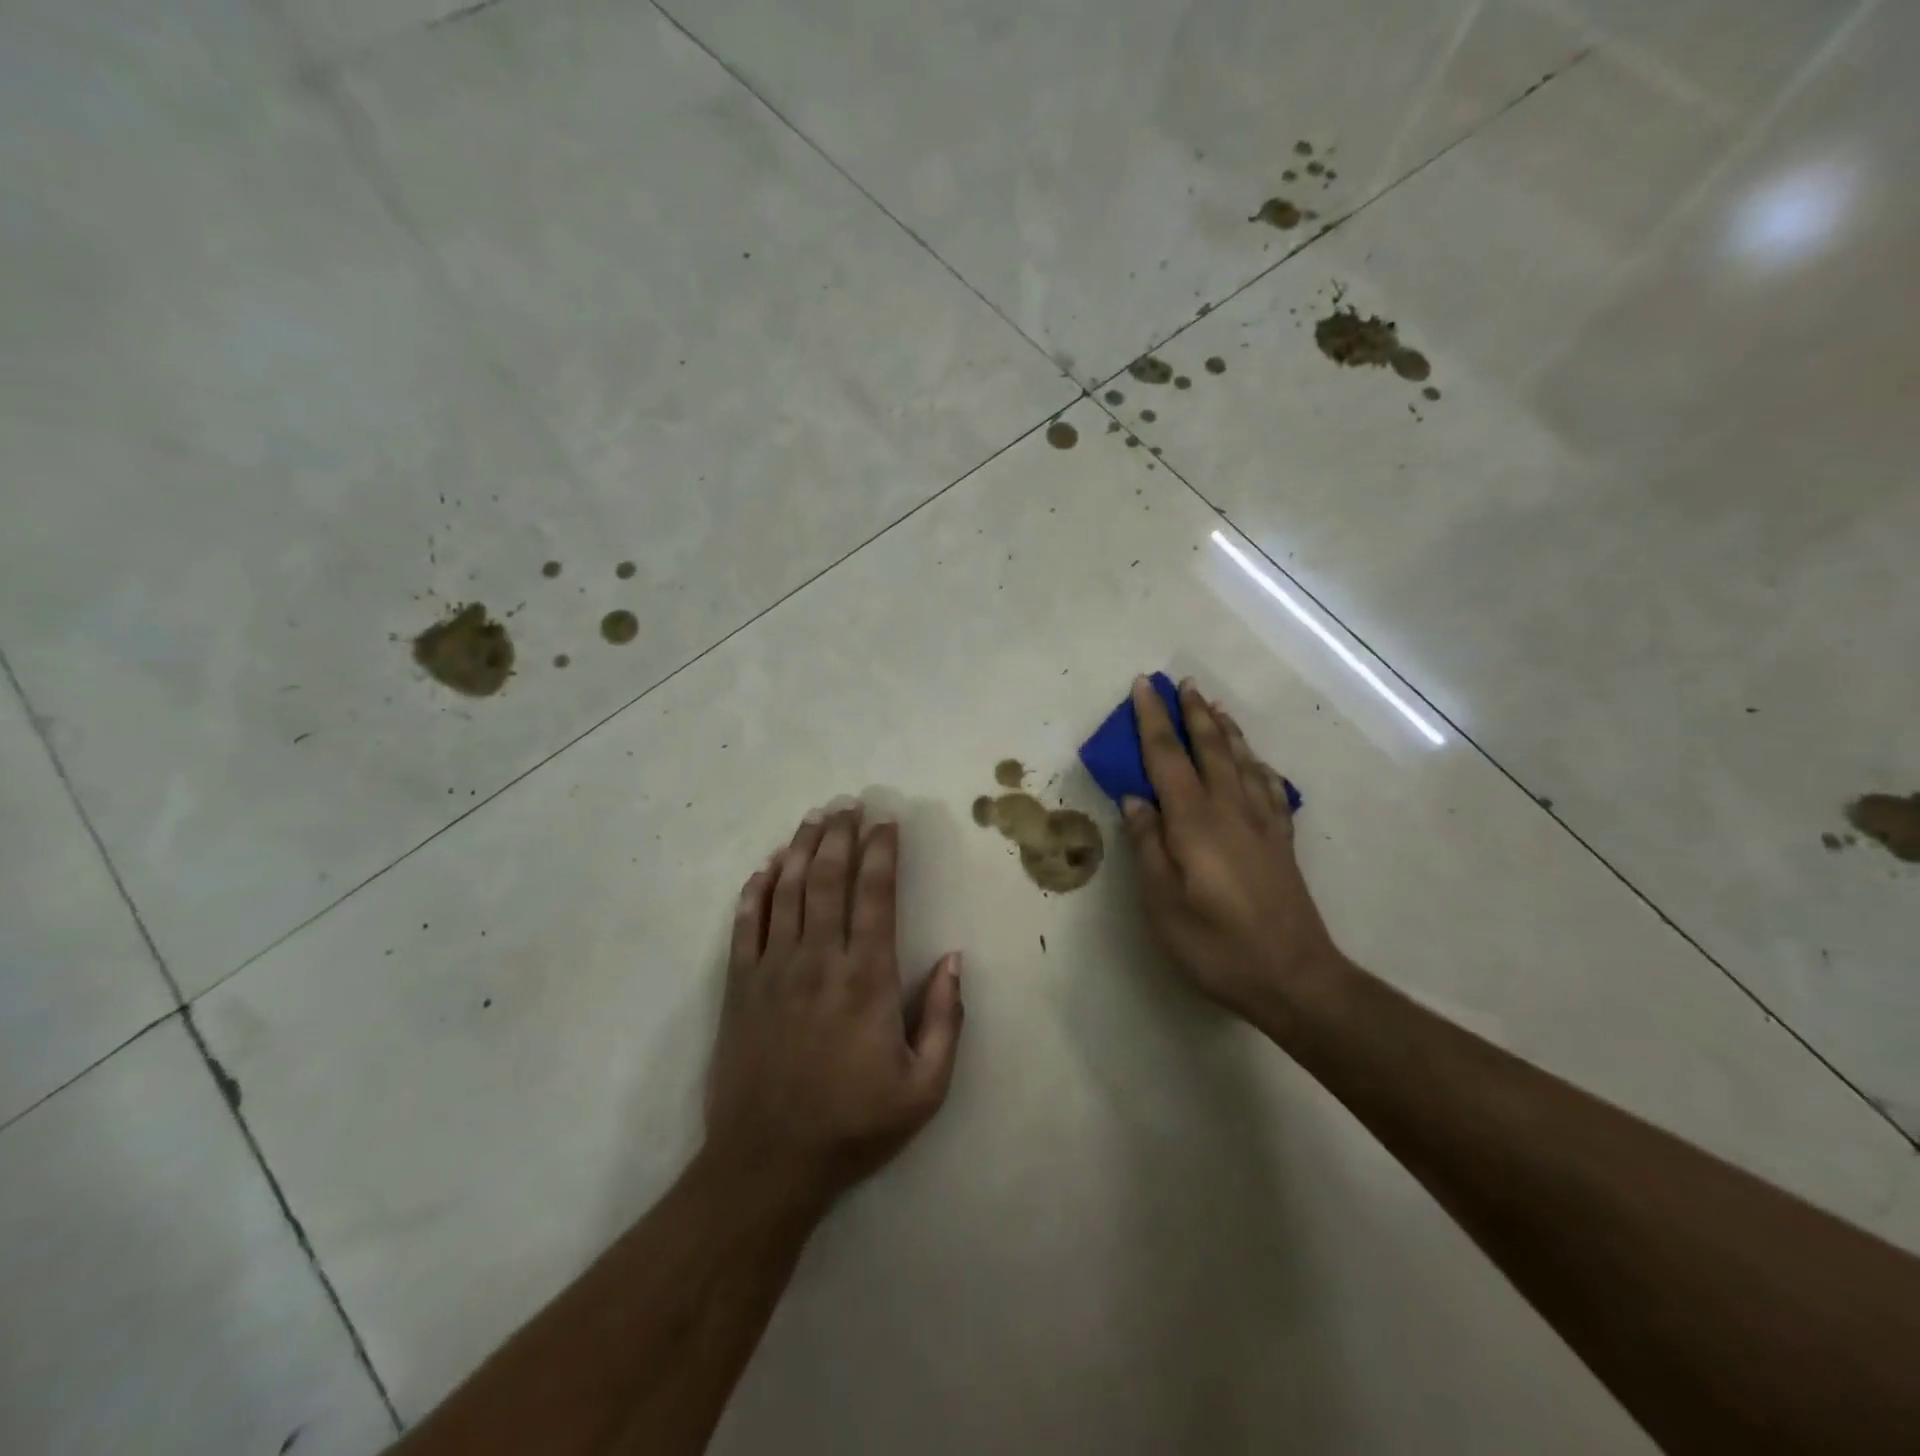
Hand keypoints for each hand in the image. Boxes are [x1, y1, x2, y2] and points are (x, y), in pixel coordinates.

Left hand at [705, 806, 963, 1211]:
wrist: (767, 1162)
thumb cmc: (853, 1124)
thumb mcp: (924, 1088)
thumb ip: (945, 1020)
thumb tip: (955, 959)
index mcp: (867, 979)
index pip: (876, 895)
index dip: (882, 852)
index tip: (887, 822)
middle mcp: (819, 959)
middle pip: (830, 878)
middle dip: (842, 834)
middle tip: (850, 803)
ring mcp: (774, 968)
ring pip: (789, 889)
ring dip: (803, 847)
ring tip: (816, 817)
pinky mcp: (740, 984)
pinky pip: (747, 921)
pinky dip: (758, 887)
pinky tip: (768, 864)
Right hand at [1120, 677, 1341, 1021]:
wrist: (1294, 977)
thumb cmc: (1215, 944)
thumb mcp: (1162, 903)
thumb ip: (1147, 845)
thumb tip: (1135, 799)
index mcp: (1194, 821)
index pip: (1167, 756)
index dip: (1152, 720)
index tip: (1143, 686)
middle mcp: (1230, 809)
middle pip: (1209, 747)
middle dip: (1191, 712)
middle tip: (1180, 682)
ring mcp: (1261, 823)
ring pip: (1242, 760)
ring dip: (1224, 728)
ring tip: (1213, 705)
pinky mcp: (1280, 841)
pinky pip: (1268, 786)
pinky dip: (1256, 763)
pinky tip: (1253, 761)